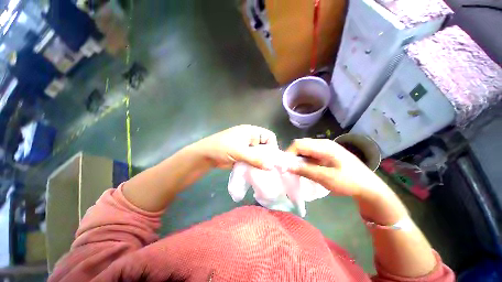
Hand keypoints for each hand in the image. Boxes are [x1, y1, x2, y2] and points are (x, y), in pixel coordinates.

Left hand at [191, 125, 277, 169]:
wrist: (206, 155)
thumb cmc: (222, 148)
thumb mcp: (240, 152)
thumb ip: (256, 159)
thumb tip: (271, 166)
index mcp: (251, 132)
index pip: (269, 136)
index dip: (273, 146)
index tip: (273, 159)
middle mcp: (251, 138)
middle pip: (265, 146)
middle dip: (268, 156)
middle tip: (270, 167)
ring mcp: (247, 147)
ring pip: (259, 154)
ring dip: (261, 161)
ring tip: (264, 171)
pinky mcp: (244, 155)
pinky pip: (253, 159)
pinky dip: (255, 164)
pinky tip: (257, 171)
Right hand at [285, 138, 385, 196]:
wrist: (370, 188)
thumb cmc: (350, 182)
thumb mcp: (326, 178)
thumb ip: (305, 170)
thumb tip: (287, 166)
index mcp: (324, 146)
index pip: (299, 144)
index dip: (289, 153)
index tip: (285, 166)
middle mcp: (323, 143)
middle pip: (301, 145)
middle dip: (293, 156)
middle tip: (290, 169)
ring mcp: (325, 148)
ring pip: (305, 149)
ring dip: (298, 159)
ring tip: (296, 170)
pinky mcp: (326, 154)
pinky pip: (310, 154)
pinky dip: (305, 161)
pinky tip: (306, 169)